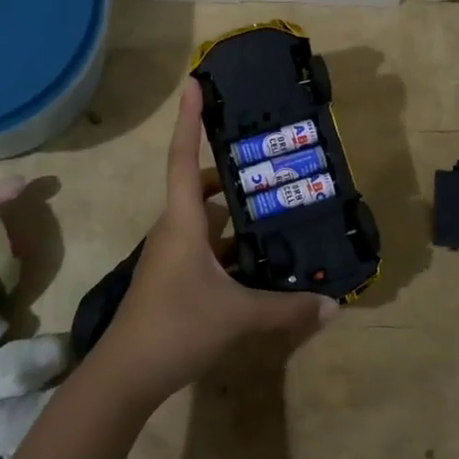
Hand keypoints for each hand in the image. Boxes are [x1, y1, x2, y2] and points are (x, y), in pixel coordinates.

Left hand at [91, 80, 333, 407]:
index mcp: (182, 222)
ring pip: (205, 218)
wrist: (126, 376)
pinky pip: (207, 247)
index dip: (189, 119)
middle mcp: (174, 229)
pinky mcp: (176, 277)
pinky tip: (261, 256)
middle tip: (268, 156)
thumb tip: (333, 304)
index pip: (183, 157)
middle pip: (198, 184)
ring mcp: (172, 254)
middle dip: (229, 168)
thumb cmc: (176, 328)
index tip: (193, 82)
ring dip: (234, 209)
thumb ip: (286, 309)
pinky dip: (231, 243)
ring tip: (275, 202)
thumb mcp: (238, 317)